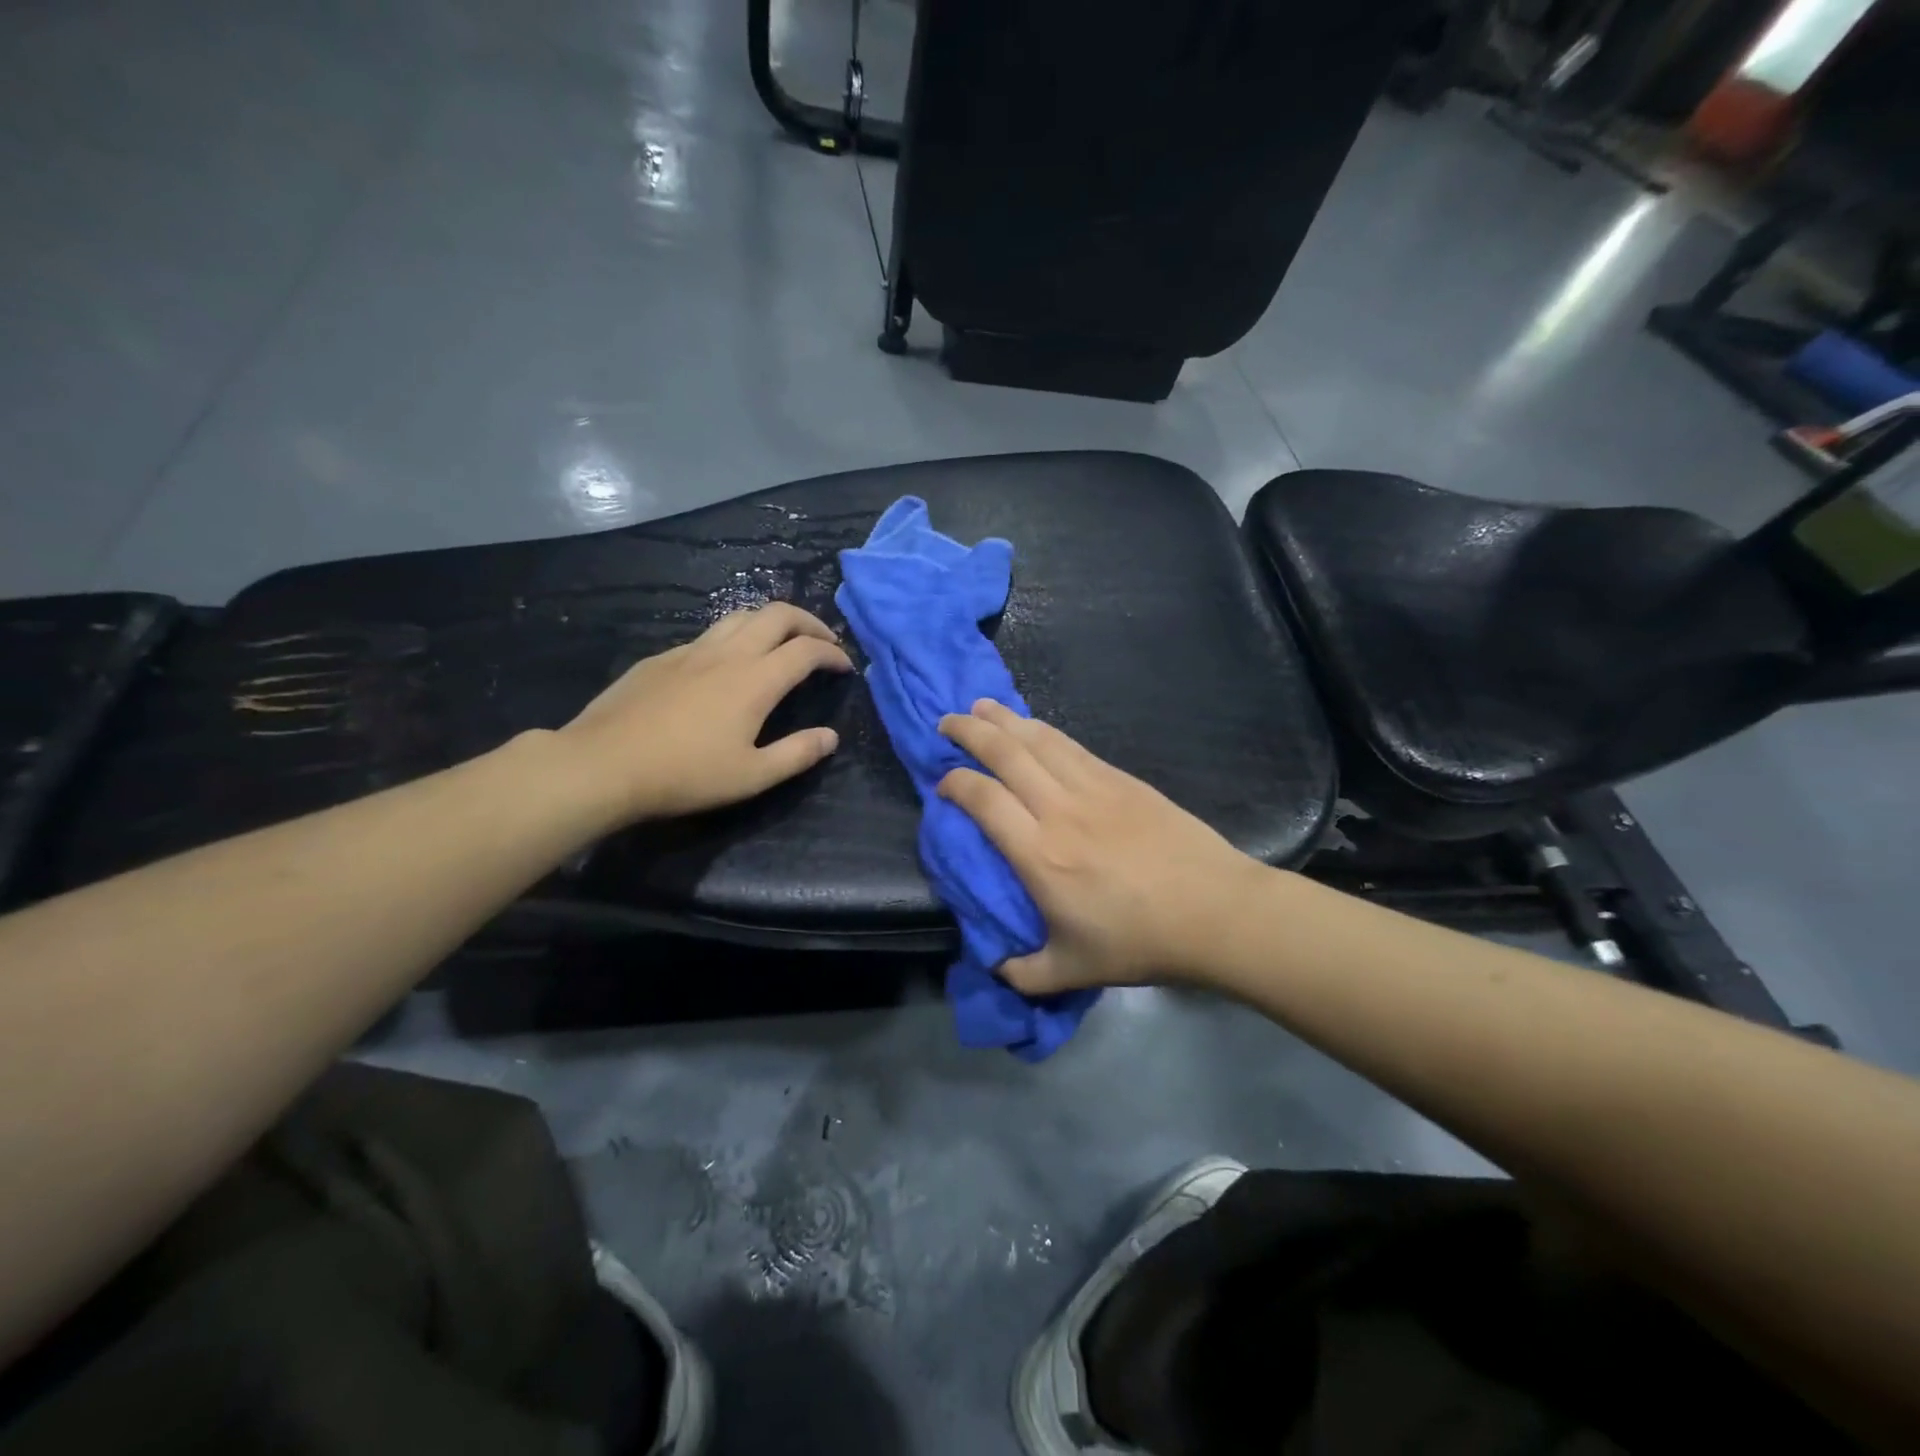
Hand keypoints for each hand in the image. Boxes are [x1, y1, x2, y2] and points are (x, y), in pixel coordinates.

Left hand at [556, 603, 852, 825]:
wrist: (603, 764)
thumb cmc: (684, 774)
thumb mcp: (752, 776)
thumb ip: (797, 754)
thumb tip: (831, 737)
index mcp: (755, 680)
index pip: (806, 650)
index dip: (832, 653)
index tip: (844, 666)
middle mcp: (728, 653)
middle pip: (777, 614)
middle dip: (808, 622)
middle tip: (823, 641)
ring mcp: (691, 650)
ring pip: (741, 615)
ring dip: (771, 621)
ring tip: (781, 641)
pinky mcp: (662, 657)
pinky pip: (710, 634)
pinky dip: (735, 636)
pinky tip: (727, 663)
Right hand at [936, 700, 1268, 993]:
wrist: (1214, 911)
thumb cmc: (1140, 941)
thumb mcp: (1073, 972)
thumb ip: (1025, 973)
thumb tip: (996, 968)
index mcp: (1039, 855)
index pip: (983, 799)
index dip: (955, 783)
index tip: (942, 783)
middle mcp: (1059, 810)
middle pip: (1005, 753)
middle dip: (970, 731)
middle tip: (946, 721)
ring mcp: (1094, 787)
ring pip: (1039, 739)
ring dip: (1005, 719)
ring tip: (981, 707)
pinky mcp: (1122, 779)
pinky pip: (1072, 746)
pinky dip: (1044, 730)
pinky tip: (1033, 727)